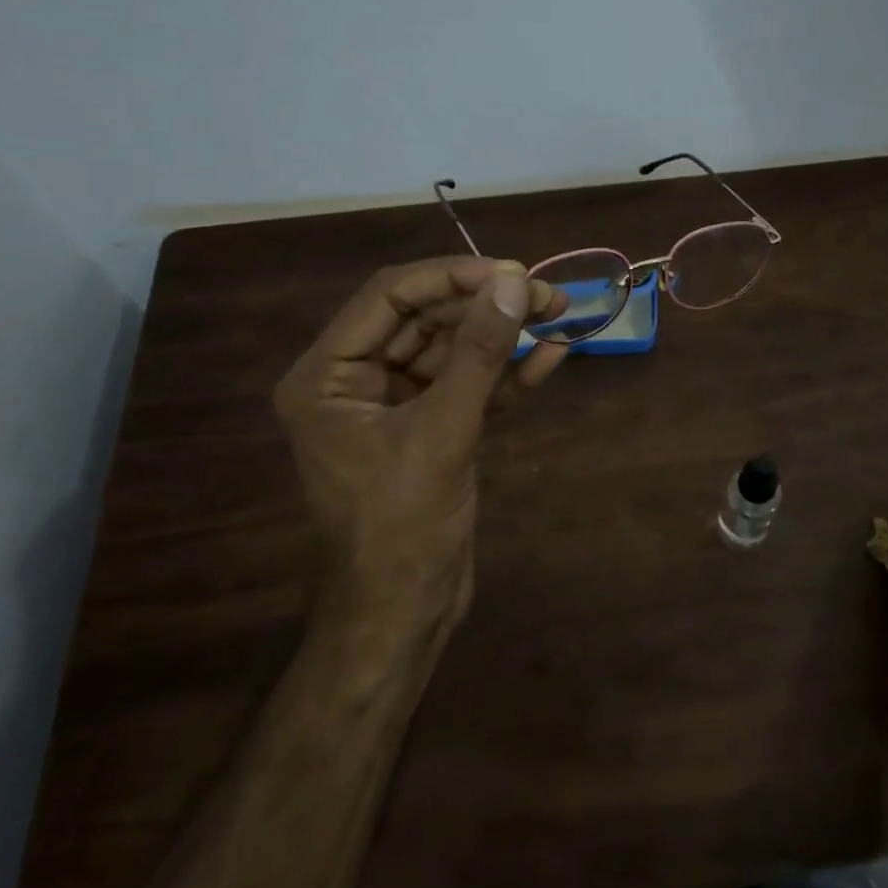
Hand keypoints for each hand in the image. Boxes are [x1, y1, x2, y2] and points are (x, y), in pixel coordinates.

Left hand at [272, 257, 568, 634]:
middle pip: (424, 320)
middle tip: (546, 294)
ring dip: (503, 335)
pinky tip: (552, 355)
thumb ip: (478, 354)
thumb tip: (515, 283)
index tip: (511, 271)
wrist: (403, 616)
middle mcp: (355, 381)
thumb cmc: (401, 527)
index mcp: (328, 376)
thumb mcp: (442, 433)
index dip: (450, 277)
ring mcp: (397, 406)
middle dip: (485, 305)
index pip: (389, 298)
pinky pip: (469, 387)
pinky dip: (507, 374)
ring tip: (559, 313)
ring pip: (452, 351)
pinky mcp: (432, 429)